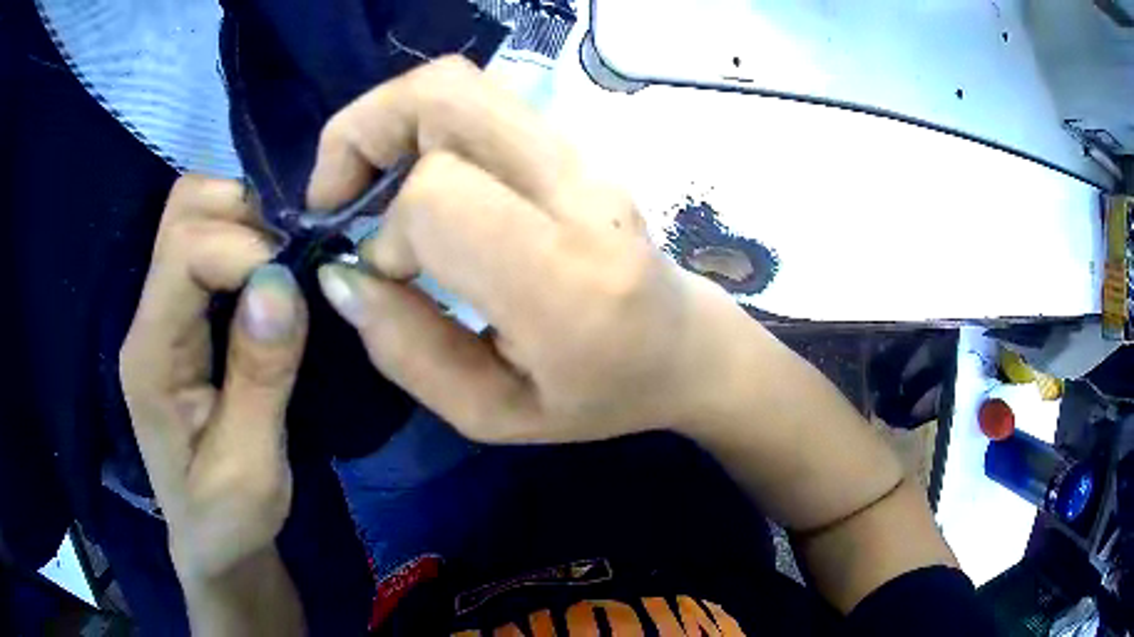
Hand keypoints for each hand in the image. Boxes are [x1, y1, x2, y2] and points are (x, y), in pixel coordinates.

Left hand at [119, 177, 306, 580]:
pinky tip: (278, 275)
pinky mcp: (184, 316)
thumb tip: (282, 282)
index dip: (245, 248)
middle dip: (246, 212)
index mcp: (151, 354)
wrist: (212, 541)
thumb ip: (260, 376)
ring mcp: (163, 311)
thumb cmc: (228, 518)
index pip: (184, 248)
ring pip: (197, 213)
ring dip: (250, 220)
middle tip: (297, 256)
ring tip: (292, 263)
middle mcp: (148, 316)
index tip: (298, 285)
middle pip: (183, 208)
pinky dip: (250, 238)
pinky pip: (211, 243)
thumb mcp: (251, 466)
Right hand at [308, 57, 750, 442]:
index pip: (439, 195)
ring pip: (460, 83)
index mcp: (567, 280)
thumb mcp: (493, 414)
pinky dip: (422, 123)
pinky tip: (413, 175)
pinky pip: (479, 100)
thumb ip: (407, 351)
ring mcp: (583, 154)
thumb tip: (341, 276)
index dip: (388, 232)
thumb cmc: (598, 395)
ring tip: (369, 184)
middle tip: (337, 196)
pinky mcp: (575, 142)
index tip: (386, 276)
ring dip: (388, 122)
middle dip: (363, 132)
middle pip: (444, 95)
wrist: (682, 347)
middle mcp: (579, 192)